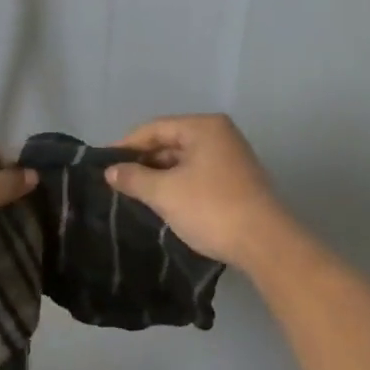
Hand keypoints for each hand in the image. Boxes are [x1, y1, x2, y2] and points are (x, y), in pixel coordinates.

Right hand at [104, 114, 293, 267]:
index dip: (127, 145)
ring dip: (161, 175)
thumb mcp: (165, 193)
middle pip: (171, 141)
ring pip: (185, 159)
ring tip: (135, 194)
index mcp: (204, 126)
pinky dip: (179, 184)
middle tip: (117, 181)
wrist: (265, 243)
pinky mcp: (238, 180)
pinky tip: (164, 202)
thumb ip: (134, 178)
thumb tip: (110, 171)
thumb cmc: (211, 208)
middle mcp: (220, 134)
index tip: (104, 164)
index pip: (155, 128)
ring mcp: (232, 156)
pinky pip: (198, 173)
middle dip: (144, 161)